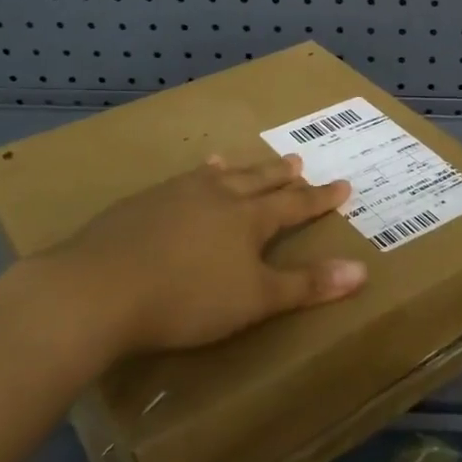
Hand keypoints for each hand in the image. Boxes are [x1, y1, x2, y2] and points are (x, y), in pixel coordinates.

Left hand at [22, 154, 367, 361]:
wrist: (100, 289)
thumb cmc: (188, 299)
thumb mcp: (256, 300)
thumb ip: (307, 285)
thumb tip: (362, 270)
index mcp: (249, 219)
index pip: (295, 205)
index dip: (320, 198)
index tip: (343, 185)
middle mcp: (218, 197)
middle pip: (258, 181)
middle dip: (282, 176)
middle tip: (299, 162)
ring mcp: (176, 195)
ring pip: (218, 177)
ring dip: (237, 170)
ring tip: (241, 162)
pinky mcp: (142, 203)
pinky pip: (182, 181)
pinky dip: (197, 177)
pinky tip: (190, 178)